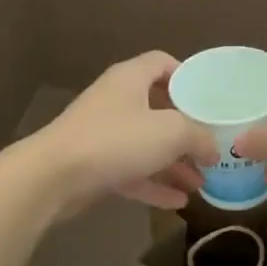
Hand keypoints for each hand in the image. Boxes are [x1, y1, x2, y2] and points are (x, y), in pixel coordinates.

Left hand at [29, 51, 218, 215]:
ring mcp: (103, 133)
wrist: (53, 177)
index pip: (162, 63)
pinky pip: (132, 171)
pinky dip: (154, 183)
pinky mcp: (94, 165)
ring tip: (202, 182)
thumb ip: (199, 135)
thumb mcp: (170, 132)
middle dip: (186, 130)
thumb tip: (214, 147)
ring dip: (174, 162)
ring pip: (147, 144)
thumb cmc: (116, 140)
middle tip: (211, 148)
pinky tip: (179, 202)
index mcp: (131, 78)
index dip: (187, 76)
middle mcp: (117, 100)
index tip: (208, 99)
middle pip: (158, 108)